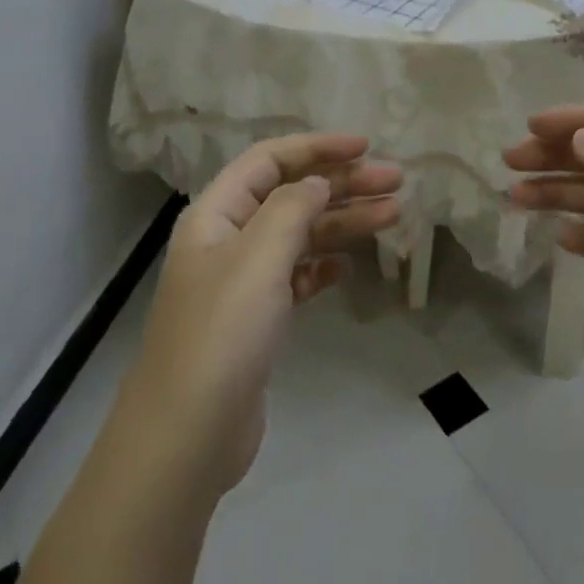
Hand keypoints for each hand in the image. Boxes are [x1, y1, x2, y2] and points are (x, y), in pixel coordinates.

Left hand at [121, 135, 400, 496]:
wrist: (188, 436)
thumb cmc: (223, 332)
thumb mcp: (259, 256)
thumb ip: (292, 207)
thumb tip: (317, 182)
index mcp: (217, 213)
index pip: (270, 160)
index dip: (317, 148)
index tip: (365, 147)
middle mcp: (228, 238)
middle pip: (291, 194)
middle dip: (342, 183)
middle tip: (396, 181)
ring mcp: (242, 281)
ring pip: (300, 234)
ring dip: (344, 221)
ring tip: (394, 213)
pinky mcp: (257, 319)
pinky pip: (297, 275)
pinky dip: (324, 264)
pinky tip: (350, 264)